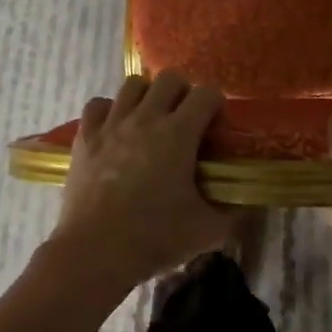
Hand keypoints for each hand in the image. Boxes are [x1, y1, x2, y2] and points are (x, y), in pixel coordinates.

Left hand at [48, 72, 233, 290]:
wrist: (95, 252)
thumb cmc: (154, 238)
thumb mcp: (207, 231)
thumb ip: (233, 214)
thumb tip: (247, 206)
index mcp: (178, 134)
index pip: (206, 94)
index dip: (215, 105)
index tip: (215, 125)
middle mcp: (145, 118)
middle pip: (169, 78)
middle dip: (183, 92)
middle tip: (185, 119)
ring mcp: (111, 124)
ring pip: (132, 84)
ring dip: (147, 96)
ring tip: (151, 119)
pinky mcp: (85, 137)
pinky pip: (98, 105)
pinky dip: (109, 110)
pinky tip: (115, 129)